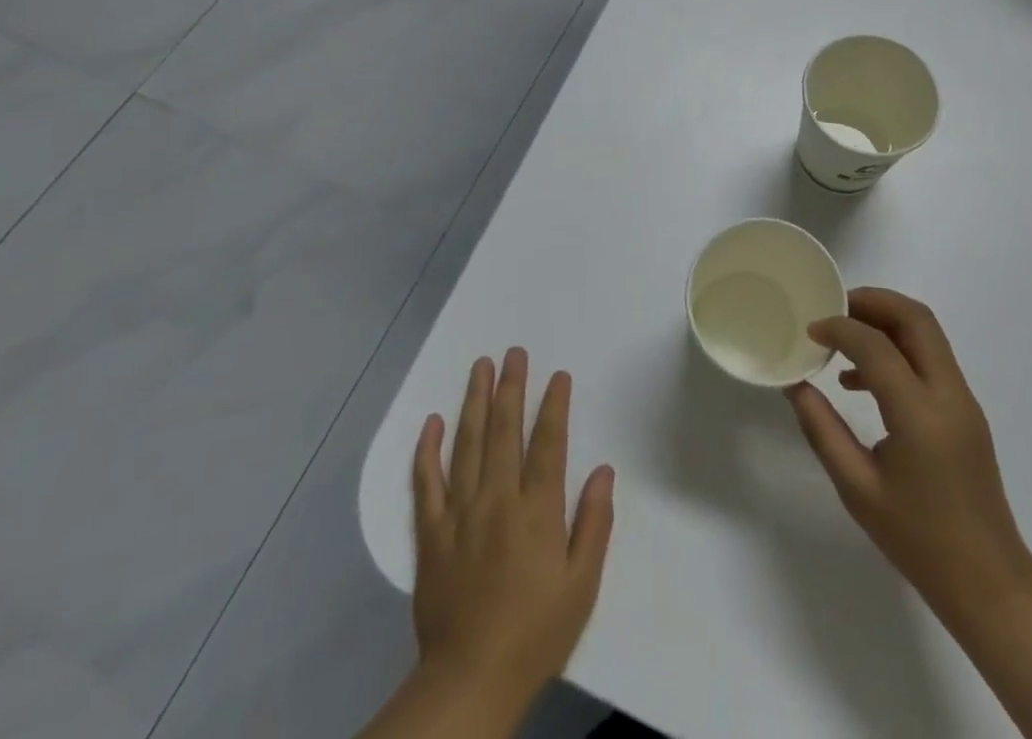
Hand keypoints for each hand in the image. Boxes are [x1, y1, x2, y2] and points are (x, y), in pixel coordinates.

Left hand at [410, 348, 614, 717]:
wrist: (469, 680)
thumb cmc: (535, 634)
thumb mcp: (581, 586)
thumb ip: (594, 524)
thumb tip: (604, 470)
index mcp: (537, 511)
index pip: (548, 443)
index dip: (554, 406)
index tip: (558, 376)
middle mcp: (497, 499)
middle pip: (505, 431)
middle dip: (511, 387)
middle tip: (514, 352)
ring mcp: (460, 513)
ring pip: (467, 444)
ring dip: (475, 401)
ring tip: (480, 366)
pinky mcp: (431, 533)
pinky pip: (426, 482)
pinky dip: (428, 450)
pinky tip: (432, 422)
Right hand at [786, 288, 1031, 623]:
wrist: (988, 583)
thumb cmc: (918, 540)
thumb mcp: (857, 489)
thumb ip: (822, 430)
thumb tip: (796, 385)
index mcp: (920, 414)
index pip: (876, 346)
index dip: (840, 328)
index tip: (810, 329)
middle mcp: (949, 394)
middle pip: (916, 318)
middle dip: (873, 301)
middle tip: (834, 308)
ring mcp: (963, 400)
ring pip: (927, 333)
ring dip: (886, 320)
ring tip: (843, 338)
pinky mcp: (965, 410)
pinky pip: (931, 358)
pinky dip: (898, 348)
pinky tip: (863, 380)